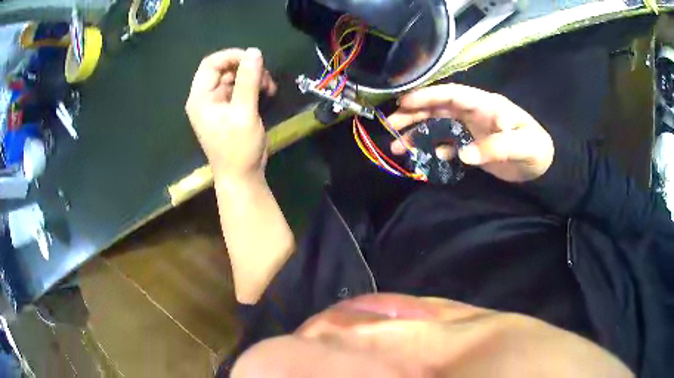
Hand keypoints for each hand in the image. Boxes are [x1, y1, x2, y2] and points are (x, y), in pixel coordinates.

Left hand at [185, 48, 276, 182]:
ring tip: (269, 88)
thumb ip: (248, 80)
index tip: (254, 58)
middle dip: (246, 68)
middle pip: (224, 68)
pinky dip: (253, 87)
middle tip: (266, 77)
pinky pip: (240, 88)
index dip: (232, 56)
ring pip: (234, 77)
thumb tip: (255, 52)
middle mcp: (206, 98)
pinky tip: (267, 93)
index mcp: (201, 98)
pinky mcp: (228, 109)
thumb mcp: (244, 112)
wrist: (242, 177)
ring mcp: (217, 104)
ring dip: (253, 77)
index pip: (211, 64)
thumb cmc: (238, 148)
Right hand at [388, 84, 553, 181]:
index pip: (453, 94)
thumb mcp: (522, 146)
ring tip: (396, 145)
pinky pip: (446, 144)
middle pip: (438, 108)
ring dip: (416, 133)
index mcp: (485, 105)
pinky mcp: (470, 145)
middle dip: (413, 114)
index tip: (404, 102)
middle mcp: (473, 113)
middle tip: (390, 125)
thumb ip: (497, 147)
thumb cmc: (535, 149)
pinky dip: (431, 148)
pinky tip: (419, 155)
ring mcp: (470, 129)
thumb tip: (464, 154)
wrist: (541, 166)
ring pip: (438, 125)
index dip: (428, 95)